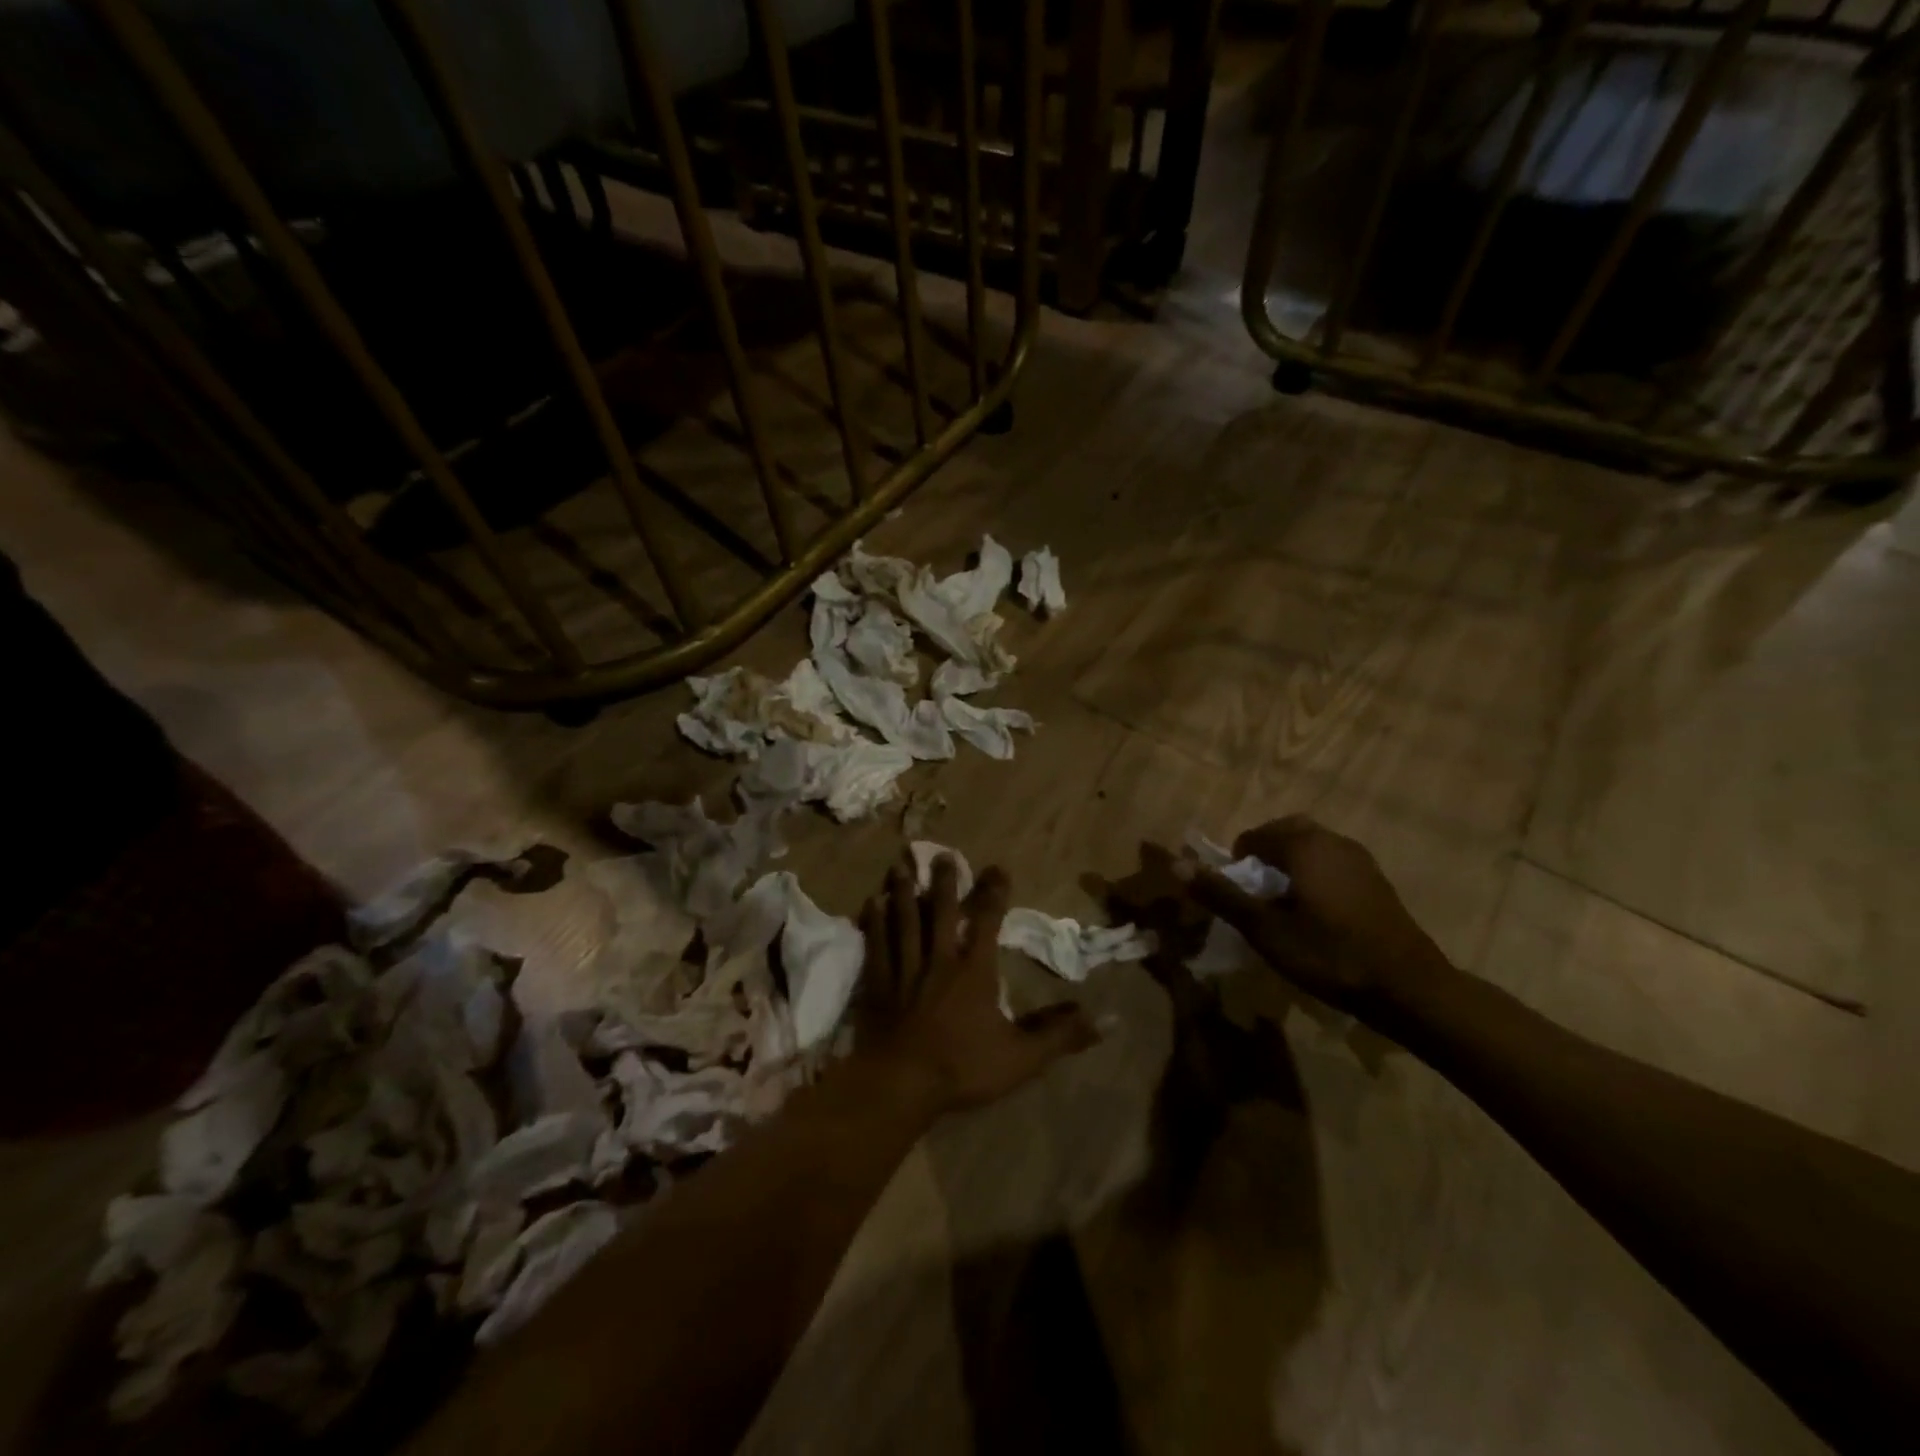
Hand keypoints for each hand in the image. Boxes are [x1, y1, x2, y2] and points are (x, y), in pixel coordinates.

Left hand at [860, 855, 1098, 1112]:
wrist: (901, 1083)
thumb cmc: (963, 1067)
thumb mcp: (1021, 1057)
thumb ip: (1059, 1035)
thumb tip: (1104, 1020)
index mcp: (974, 971)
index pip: (987, 922)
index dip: (994, 894)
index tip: (997, 868)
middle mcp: (939, 959)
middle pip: (941, 911)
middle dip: (944, 882)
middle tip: (941, 854)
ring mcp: (905, 968)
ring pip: (905, 920)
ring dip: (904, 892)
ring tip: (900, 866)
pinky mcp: (879, 982)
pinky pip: (877, 944)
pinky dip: (874, 922)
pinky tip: (870, 903)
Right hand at [1184, 816, 1450, 1017]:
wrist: (1409, 987)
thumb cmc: (1330, 955)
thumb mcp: (1266, 931)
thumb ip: (1222, 895)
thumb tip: (1176, 865)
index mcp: (1302, 845)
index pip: (1253, 837)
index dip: (1237, 864)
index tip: (1237, 897)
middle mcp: (1331, 840)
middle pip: (1284, 832)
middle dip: (1263, 856)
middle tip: (1256, 895)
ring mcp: (1358, 857)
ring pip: (1310, 845)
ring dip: (1289, 863)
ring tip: (1283, 904)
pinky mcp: (1375, 878)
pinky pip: (1331, 861)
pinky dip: (1314, 873)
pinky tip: (1317, 912)